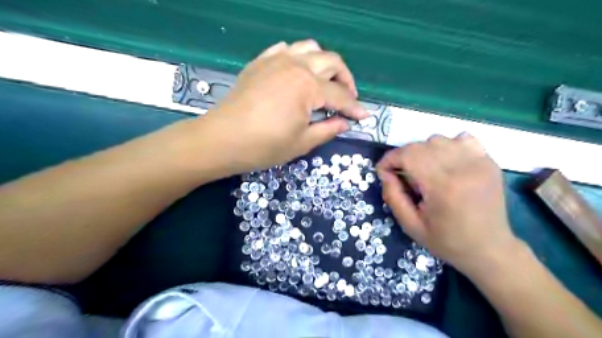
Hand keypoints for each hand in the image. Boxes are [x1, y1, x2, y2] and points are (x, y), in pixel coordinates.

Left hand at [204, 38, 369, 172]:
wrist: (222, 139)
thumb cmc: (264, 146)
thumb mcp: (302, 143)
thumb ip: (328, 129)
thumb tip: (345, 123)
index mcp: (308, 86)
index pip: (340, 96)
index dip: (355, 108)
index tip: (365, 116)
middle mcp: (296, 65)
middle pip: (332, 62)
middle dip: (346, 80)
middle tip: (348, 99)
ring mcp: (276, 60)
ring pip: (311, 48)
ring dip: (325, 64)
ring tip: (326, 83)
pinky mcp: (261, 62)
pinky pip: (286, 49)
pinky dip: (299, 58)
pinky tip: (298, 73)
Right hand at [378, 133, 519, 274]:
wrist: (490, 249)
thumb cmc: (447, 241)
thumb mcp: (410, 225)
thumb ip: (393, 197)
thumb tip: (385, 173)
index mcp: (442, 186)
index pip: (408, 155)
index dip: (389, 159)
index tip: (383, 171)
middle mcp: (462, 168)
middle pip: (421, 145)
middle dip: (403, 157)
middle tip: (402, 176)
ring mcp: (479, 162)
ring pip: (439, 139)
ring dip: (423, 151)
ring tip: (424, 171)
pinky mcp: (488, 161)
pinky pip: (462, 139)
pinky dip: (447, 146)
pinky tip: (446, 163)